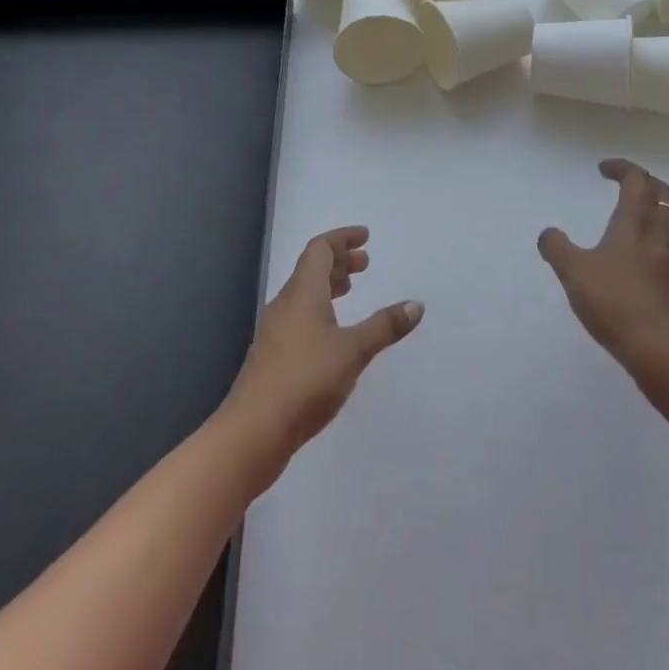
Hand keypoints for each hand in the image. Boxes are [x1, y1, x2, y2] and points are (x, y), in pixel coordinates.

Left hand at [220, 226, 422, 474]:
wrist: (252, 432)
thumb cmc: (305, 380)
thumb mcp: (353, 351)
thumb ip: (384, 326)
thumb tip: (416, 304)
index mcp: (302, 292)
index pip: (320, 249)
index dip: (342, 238)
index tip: (365, 237)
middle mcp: (285, 304)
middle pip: (311, 269)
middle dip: (339, 261)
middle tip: (365, 264)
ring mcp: (275, 331)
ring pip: (304, 294)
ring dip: (328, 286)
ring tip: (351, 291)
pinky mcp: (272, 357)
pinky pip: (299, 317)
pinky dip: (319, 311)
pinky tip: (332, 334)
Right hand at [539, 160, 668, 372]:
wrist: (662, 350)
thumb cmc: (616, 302)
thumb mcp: (574, 272)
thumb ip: (557, 248)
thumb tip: (548, 233)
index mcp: (635, 222)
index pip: (637, 180)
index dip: (622, 168)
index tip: (603, 169)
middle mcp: (658, 233)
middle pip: (662, 193)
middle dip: (644, 182)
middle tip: (624, 184)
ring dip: (653, 207)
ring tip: (631, 215)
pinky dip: (656, 234)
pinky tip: (639, 254)